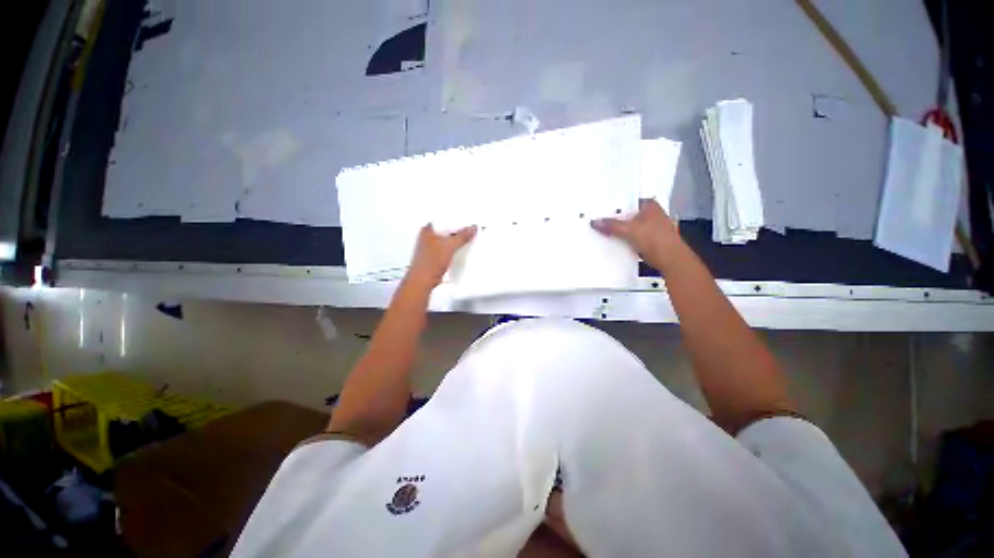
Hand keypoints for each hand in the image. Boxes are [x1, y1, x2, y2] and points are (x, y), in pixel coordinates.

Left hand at [406, 224, 476, 288]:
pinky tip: (461, 252)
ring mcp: (431, 247)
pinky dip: (455, 250)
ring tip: (467, 241)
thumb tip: (471, 229)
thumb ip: (462, 236)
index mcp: (428, 230)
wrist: (423, 281)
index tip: (468, 223)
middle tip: (470, 231)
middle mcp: (428, 237)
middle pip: (447, 230)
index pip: (445, 220)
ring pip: (448, 240)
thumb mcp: (449, 246)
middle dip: (459, 231)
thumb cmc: (427, 264)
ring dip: (457, 241)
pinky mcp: (435, 257)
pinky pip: (448, 249)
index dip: (457, 220)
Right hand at [591, 199, 681, 269]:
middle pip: (627, 215)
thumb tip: (595, 222)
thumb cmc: (656, 239)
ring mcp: (651, 228)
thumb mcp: (629, 230)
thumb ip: (611, 225)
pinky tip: (613, 242)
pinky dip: (623, 239)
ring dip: (619, 230)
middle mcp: (652, 214)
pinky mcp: (649, 240)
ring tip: (603, 231)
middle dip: (615, 219)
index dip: (614, 205)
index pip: (628, 201)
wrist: (670, 260)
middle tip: (599, 221)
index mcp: (650, 205)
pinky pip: (631, 237)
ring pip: (629, 227)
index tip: (600, 209)